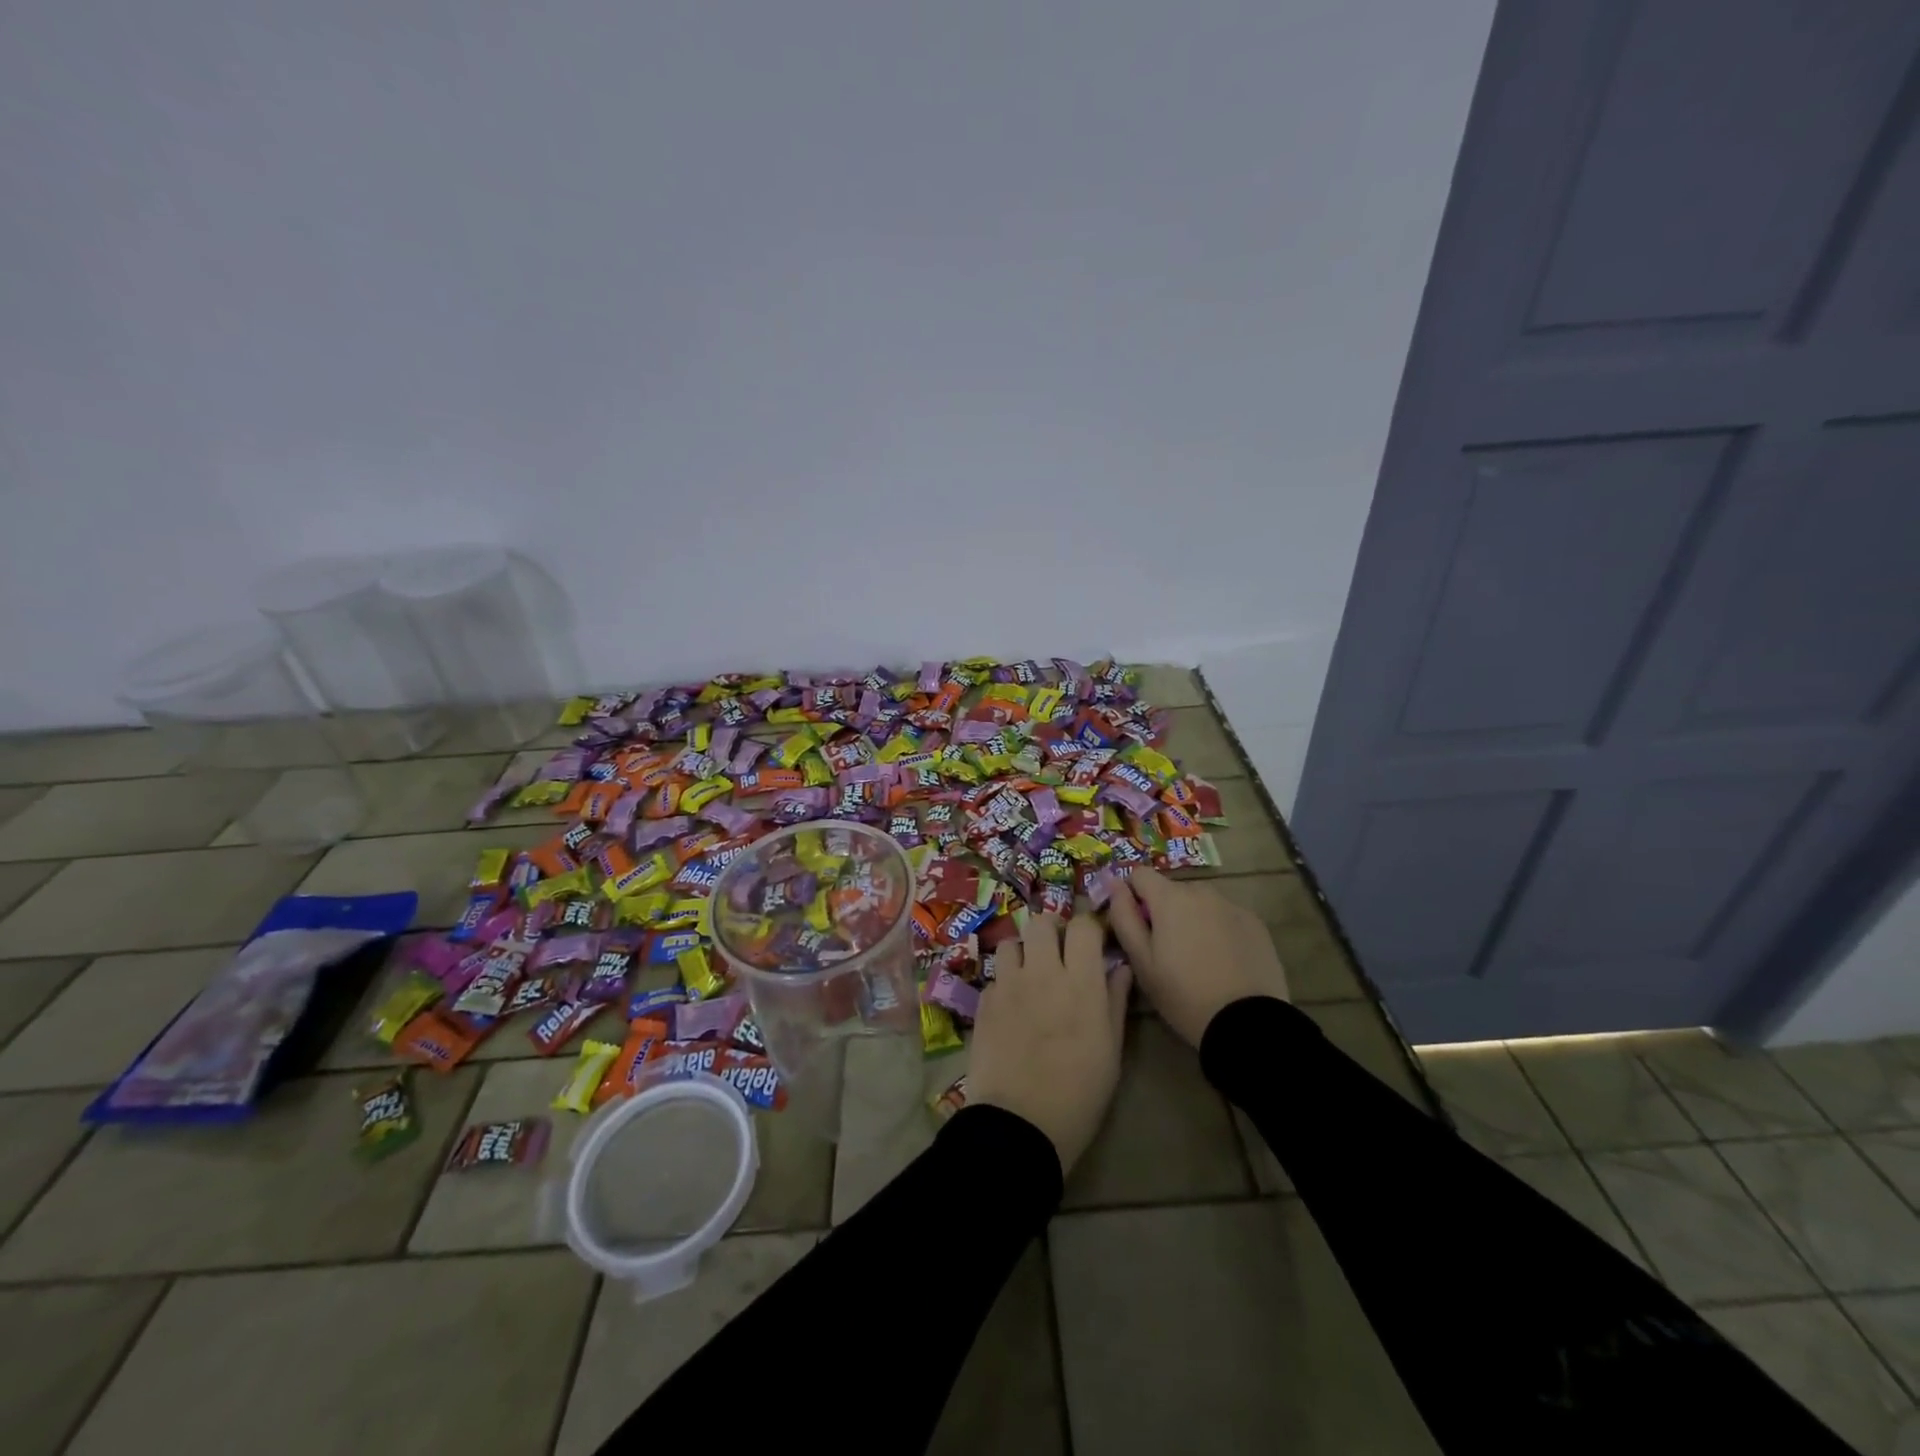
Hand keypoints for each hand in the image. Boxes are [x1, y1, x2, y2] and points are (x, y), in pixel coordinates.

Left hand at [966, 912, 1131, 1174]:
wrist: (1021, 1123)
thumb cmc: (1080, 1093)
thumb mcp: (1112, 1050)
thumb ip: (1115, 1001)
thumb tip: (1120, 968)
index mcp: (1081, 982)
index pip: (1083, 926)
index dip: (1088, 928)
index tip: (1092, 942)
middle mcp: (1043, 972)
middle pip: (1041, 922)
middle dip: (1051, 931)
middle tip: (1058, 953)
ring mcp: (1009, 984)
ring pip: (1012, 942)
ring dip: (1023, 952)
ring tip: (1030, 975)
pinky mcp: (984, 1001)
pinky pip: (995, 976)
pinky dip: (1005, 983)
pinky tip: (1011, 1007)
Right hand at [1106, 866, 1289, 1047]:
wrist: (1247, 1024)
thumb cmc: (1183, 994)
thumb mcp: (1141, 961)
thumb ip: (1123, 916)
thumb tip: (1114, 883)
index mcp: (1170, 898)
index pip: (1139, 874)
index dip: (1132, 896)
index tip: (1136, 925)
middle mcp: (1202, 891)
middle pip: (1172, 890)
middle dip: (1164, 911)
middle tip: (1166, 950)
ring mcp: (1232, 905)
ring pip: (1200, 903)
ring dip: (1192, 919)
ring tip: (1197, 957)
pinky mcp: (1255, 923)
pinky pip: (1225, 916)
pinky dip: (1218, 929)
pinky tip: (1224, 961)